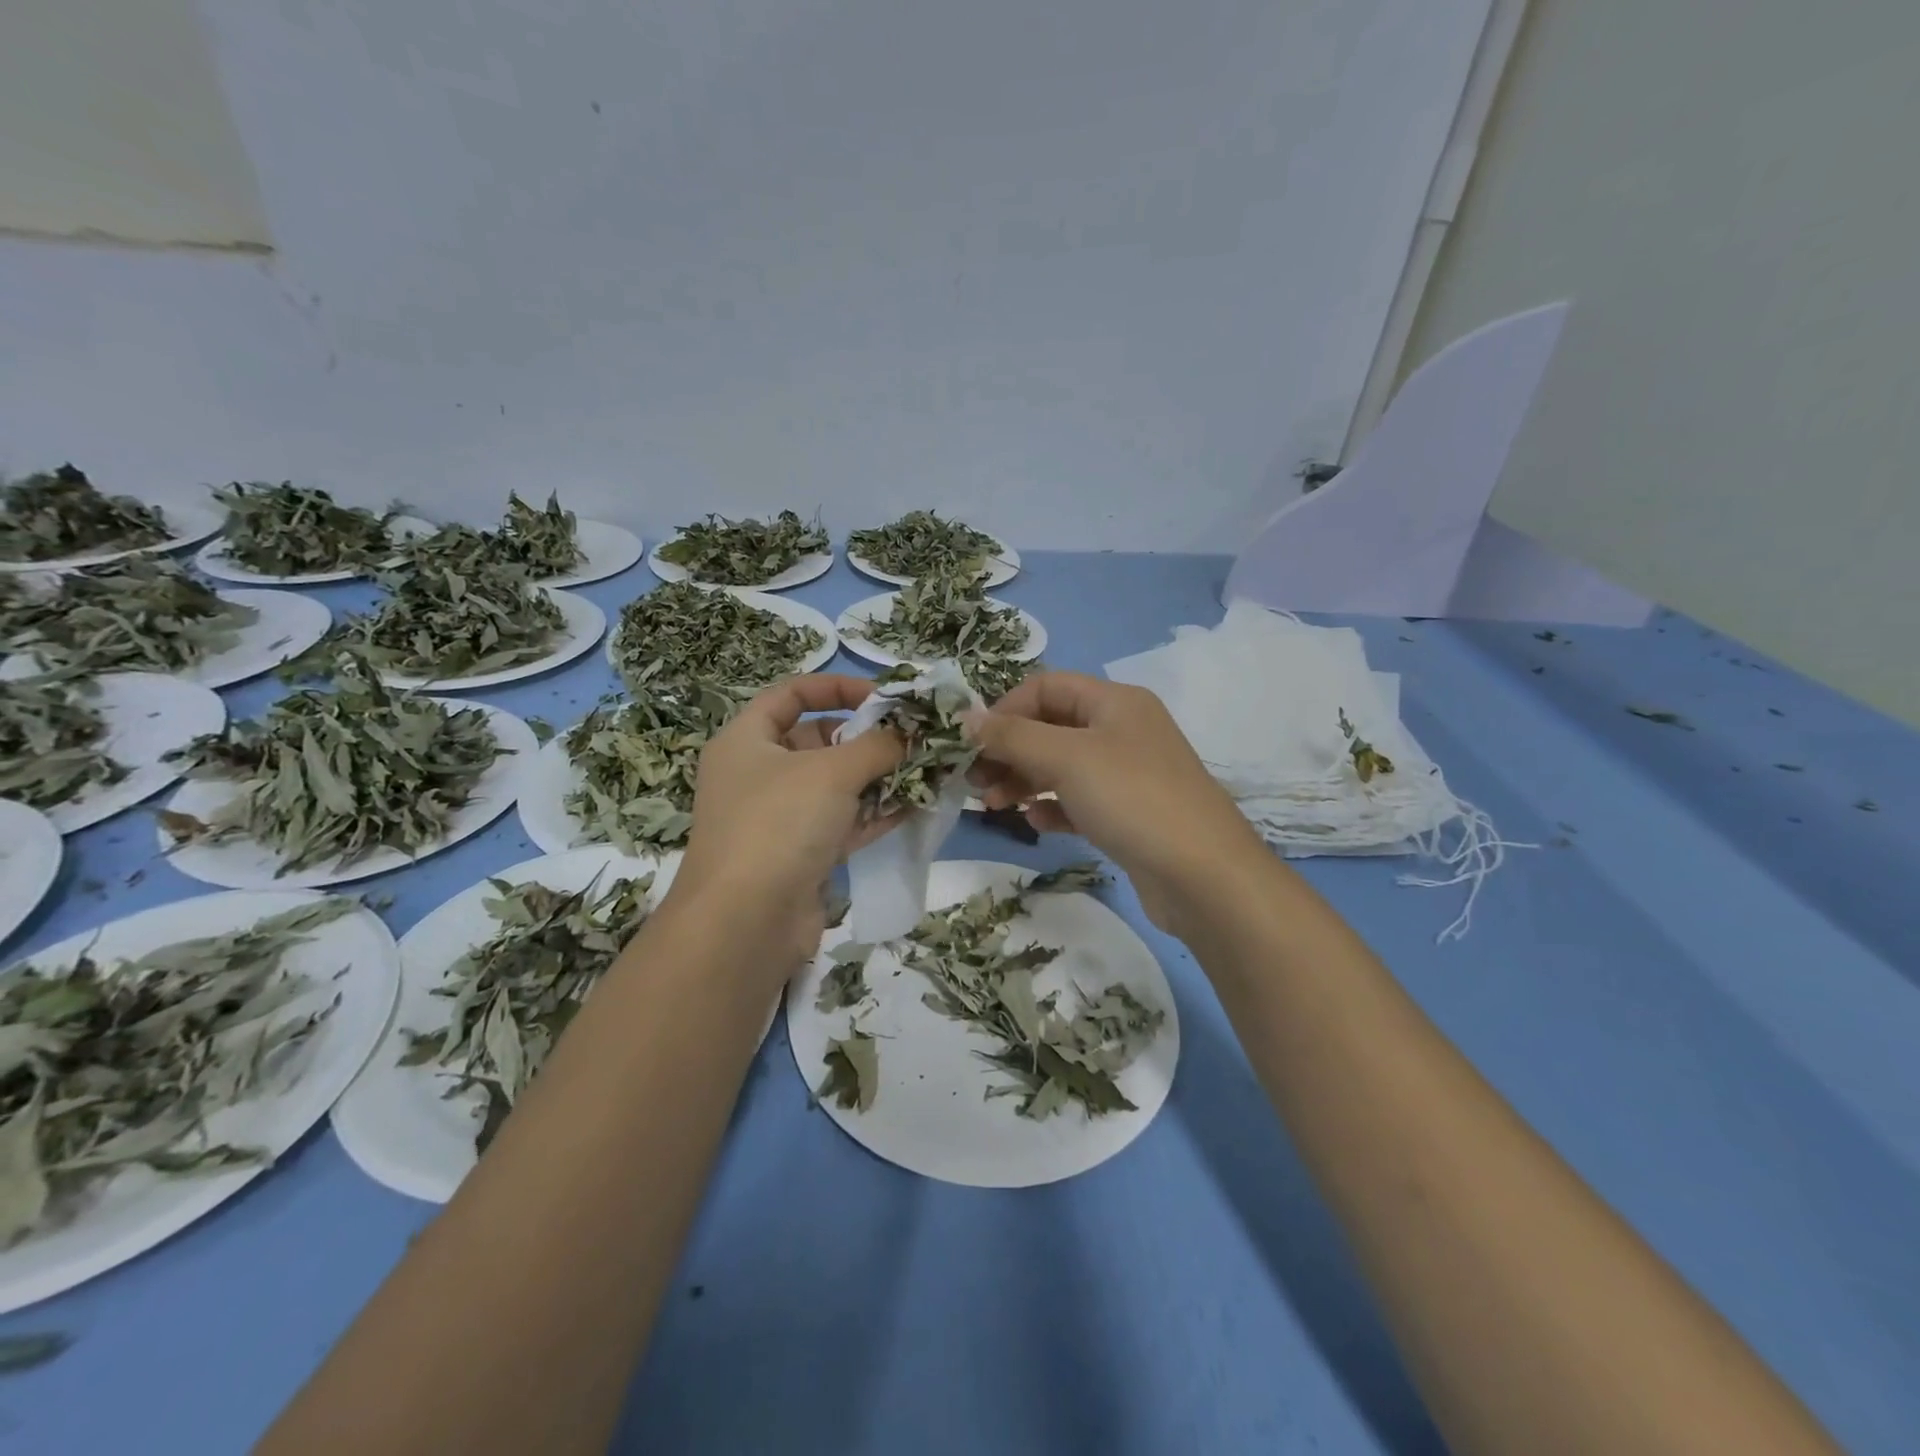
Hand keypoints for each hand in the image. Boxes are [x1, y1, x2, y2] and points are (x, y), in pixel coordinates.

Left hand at [671, 674, 903, 961]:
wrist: (744, 925)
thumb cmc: (779, 823)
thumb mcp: (832, 772)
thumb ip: (878, 745)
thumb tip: (912, 733)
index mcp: (746, 740)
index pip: (791, 694)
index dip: (836, 687)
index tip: (883, 696)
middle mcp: (759, 775)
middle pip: (818, 741)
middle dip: (867, 738)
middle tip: (914, 738)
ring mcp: (779, 818)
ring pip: (836, 786)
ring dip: (879, 777)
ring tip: (928, 769)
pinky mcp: (800, 856)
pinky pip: (843, 823)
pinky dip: (875, 813)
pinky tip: (916, 805)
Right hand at [967, 671, 1266, 932]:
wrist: (1204, 875)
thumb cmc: (1132, 799)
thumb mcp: (1066, 758)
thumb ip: (1012, 736)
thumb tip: (966, 719)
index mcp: (1114, 701)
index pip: (1046, 687)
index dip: (1005, 710)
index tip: (972, 744)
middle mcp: (1123, 730)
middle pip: (1051, 727)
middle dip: (1009, 750)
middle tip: (974, 781)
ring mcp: (1128, 773)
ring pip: (1062, 766)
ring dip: (1024, 780)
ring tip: (994, 805)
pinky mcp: (1129, 813)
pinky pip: (1079, 800)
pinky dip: (1053, 807)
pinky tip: (1037, 823)